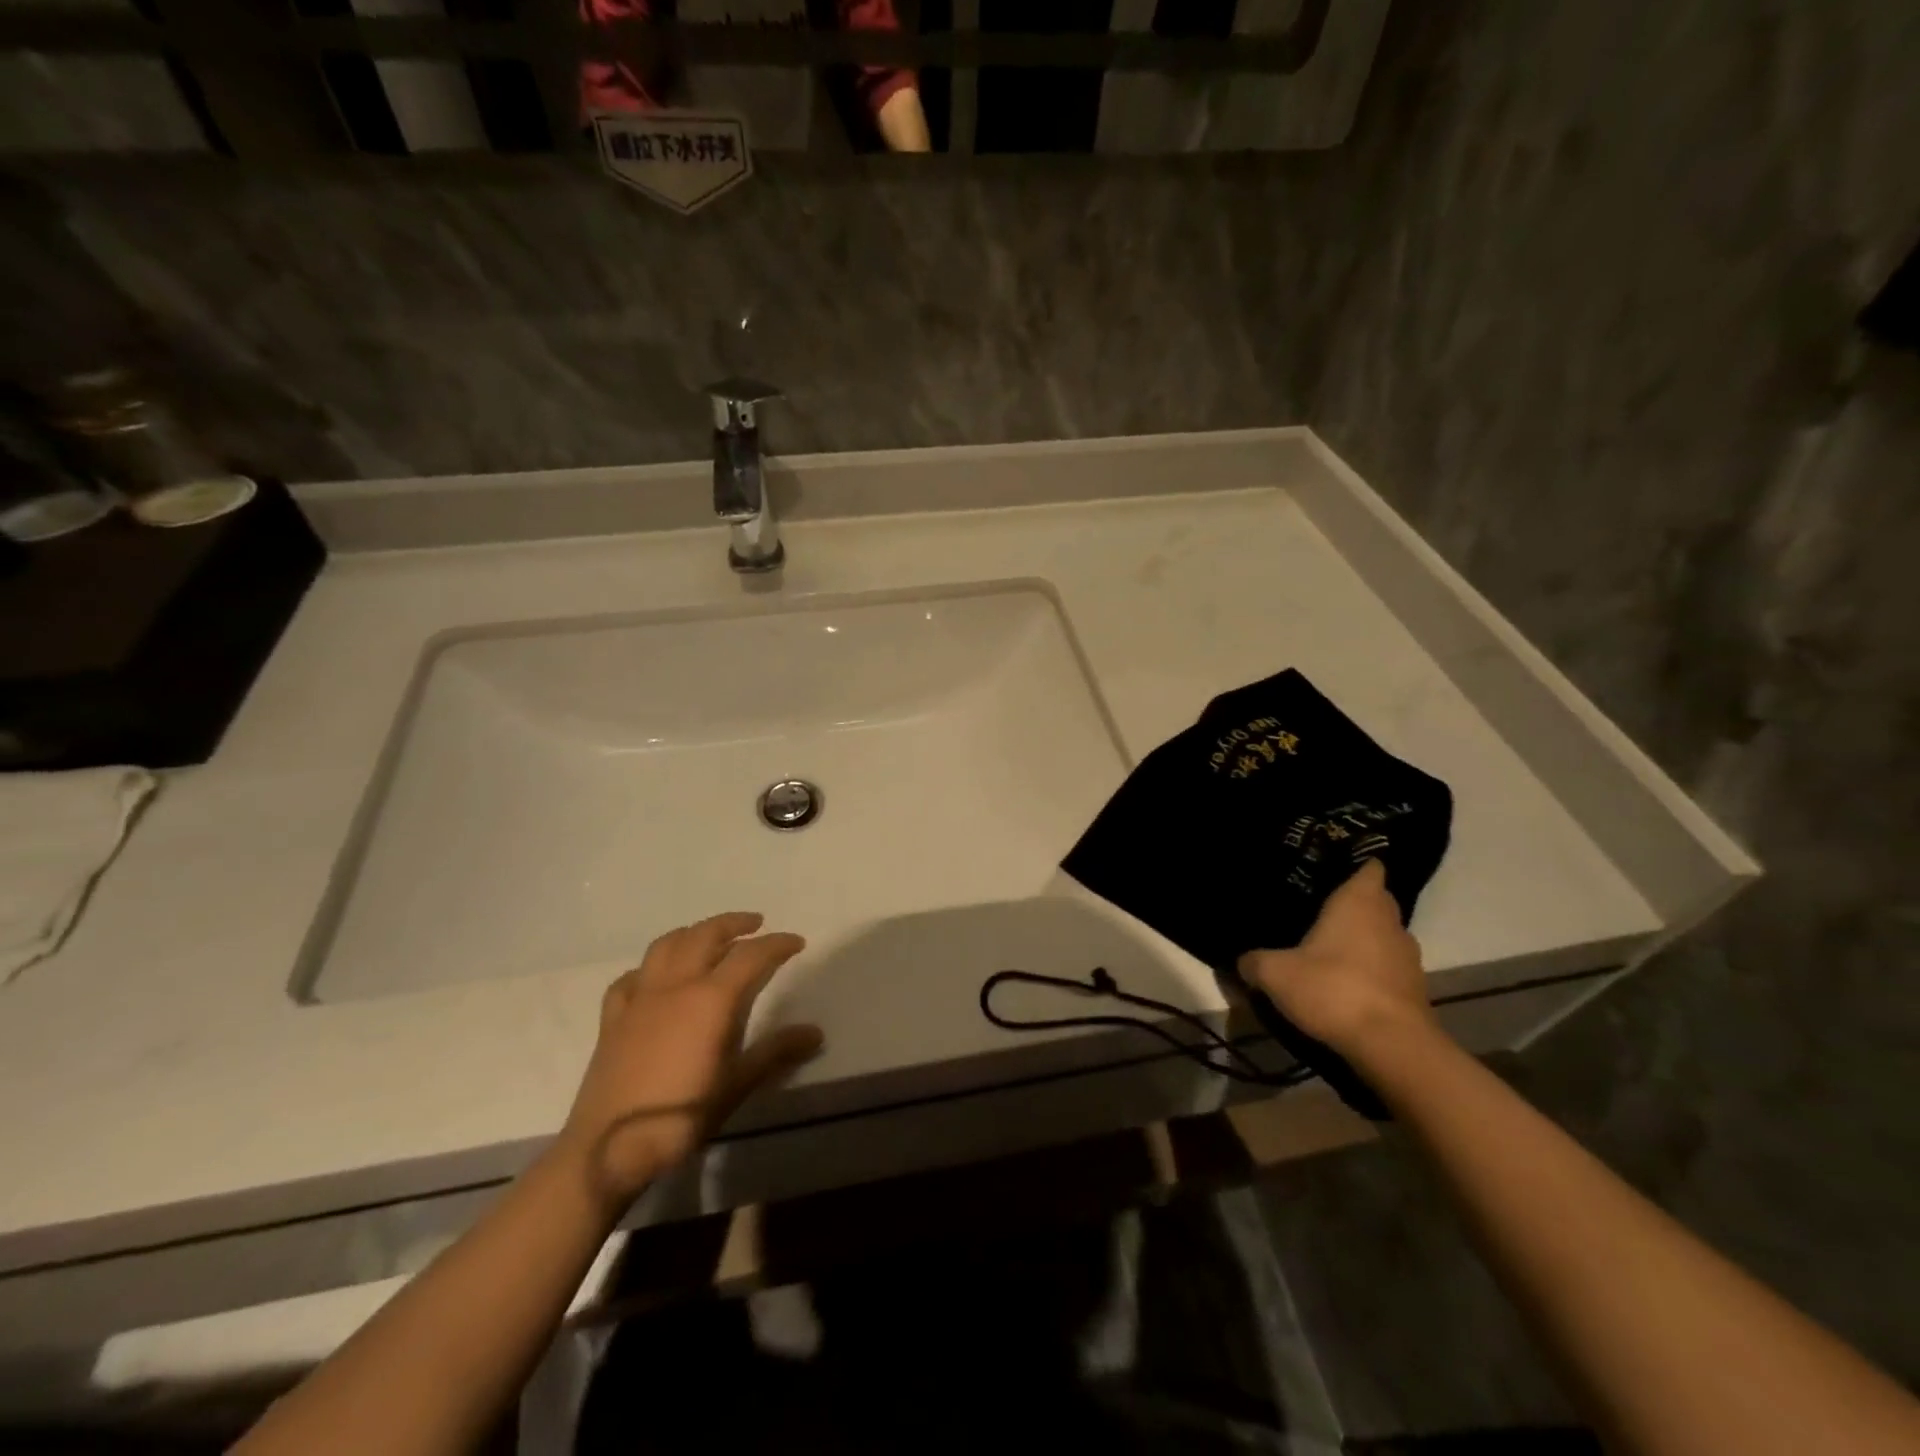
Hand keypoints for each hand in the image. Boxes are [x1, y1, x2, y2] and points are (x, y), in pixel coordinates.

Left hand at [555, 912, 822, 1213]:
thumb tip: (815, 1032)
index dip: (777, 944)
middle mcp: (676, 985)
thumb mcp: (737, 1085)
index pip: (751, 956)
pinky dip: (650, 967)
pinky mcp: (613, 1018)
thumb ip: (776, 1052)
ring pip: (666, 945)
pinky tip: (655, 977)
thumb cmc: (681, 1115)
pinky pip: (631, 977)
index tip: (796, 942)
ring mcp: (640, 998)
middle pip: (706, 935)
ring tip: (709, 936)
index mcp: (711, 999)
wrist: (608, 1148)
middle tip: (755, 924)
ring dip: (693, 932)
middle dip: (733, 923)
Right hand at [1238, 859, 1437, 1059]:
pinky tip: (1343, 984)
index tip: (1328, 868)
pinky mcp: (1415, 989)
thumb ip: (1253, 962)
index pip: (1369, 866)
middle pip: (1376, 900)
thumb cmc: (1333, 989)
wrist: (1392, 1047)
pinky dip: (1371, 971)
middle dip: (1352, 904)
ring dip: (1362, 940)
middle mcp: (1390, 920)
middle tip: (1316, 910)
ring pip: (1382, 935)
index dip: (1353, 864)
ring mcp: (1408, 956)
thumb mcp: (1275, 973)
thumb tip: (1242, 962)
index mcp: (1360, 901)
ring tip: (1327, 949)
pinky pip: (1388, 967)